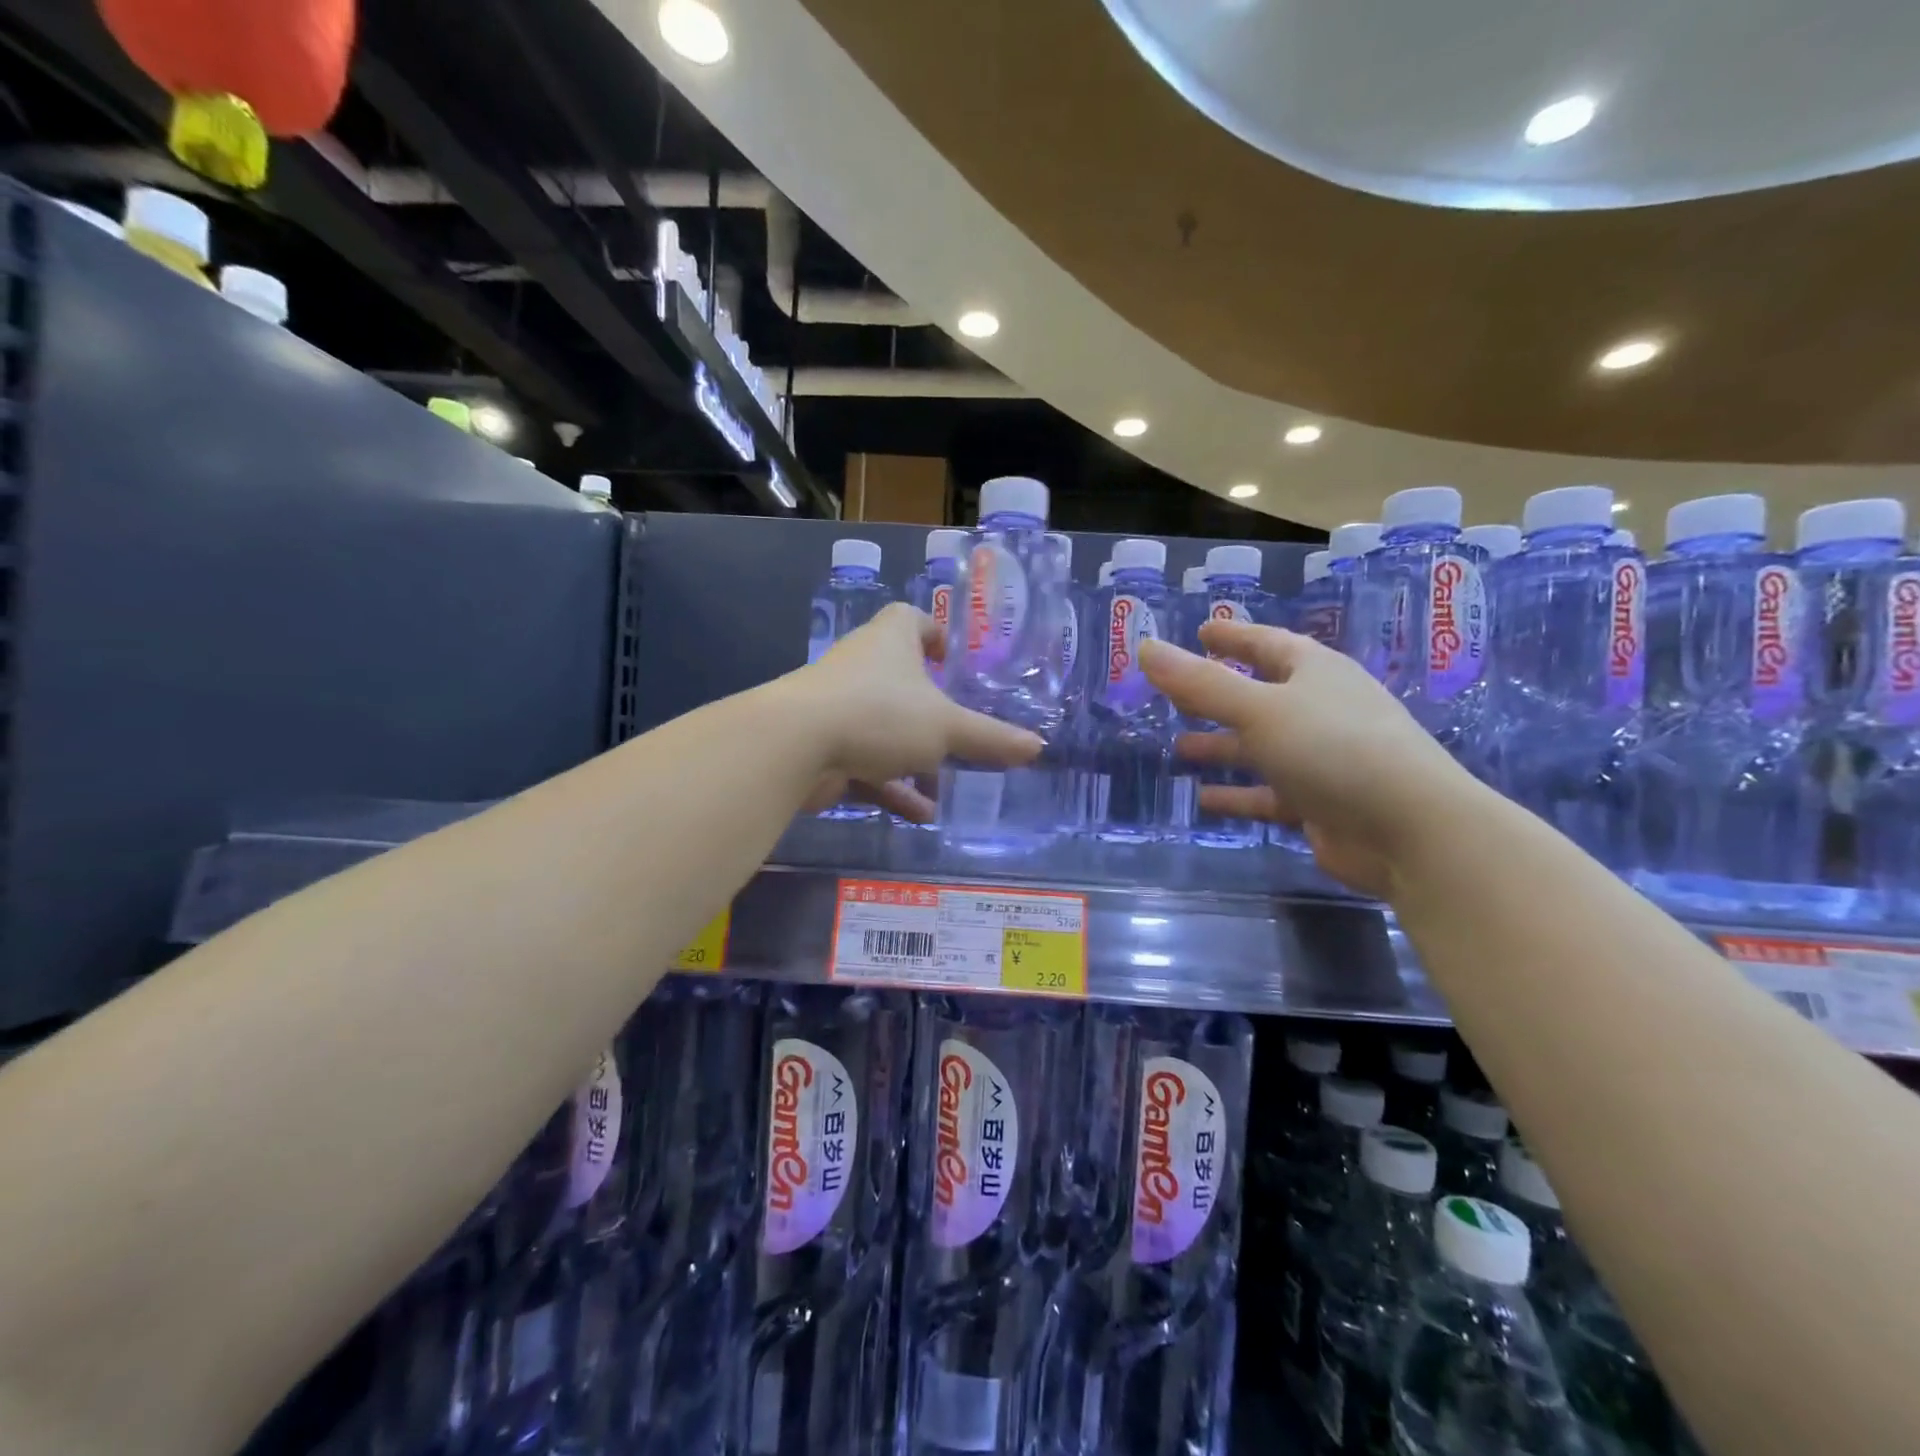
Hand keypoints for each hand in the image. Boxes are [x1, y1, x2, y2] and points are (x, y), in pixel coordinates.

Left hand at [788, 603, 1043, 819]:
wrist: (795, 745)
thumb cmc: (880, 713)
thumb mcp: (946, 727)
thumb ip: (990, 738)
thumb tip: (1038, 747)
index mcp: (891, 640)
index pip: (912, 619)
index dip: (935, 633)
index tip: (954, 659)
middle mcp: (863, 666)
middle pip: (902, 680)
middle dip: (932, 708)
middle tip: (962, 730)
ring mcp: (840, 707)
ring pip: (886, 729)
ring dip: (915, 758)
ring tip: (948, 784)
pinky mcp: (826, 746)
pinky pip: (868, 765)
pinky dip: (892, 787)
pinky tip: (921, 814)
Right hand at [1139, 622, 1477, 896]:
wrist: (1410, 830)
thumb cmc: (1333, 748)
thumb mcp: (1259, 709)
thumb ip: (1200, 683)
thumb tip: (1145, 647)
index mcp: (1315, 673)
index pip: (1267, 643)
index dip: (1232, 637)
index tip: (1200, 631)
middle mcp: (1320, 710)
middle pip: (1260, 695)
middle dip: (1218, 695)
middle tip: (1176, 694)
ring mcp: (1323, 759)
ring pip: (1261, 747)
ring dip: (1223, 745)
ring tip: (1180, 746)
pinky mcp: (1321, 803)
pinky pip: (1269, 794)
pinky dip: (1239, 795)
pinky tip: (1205, 799)